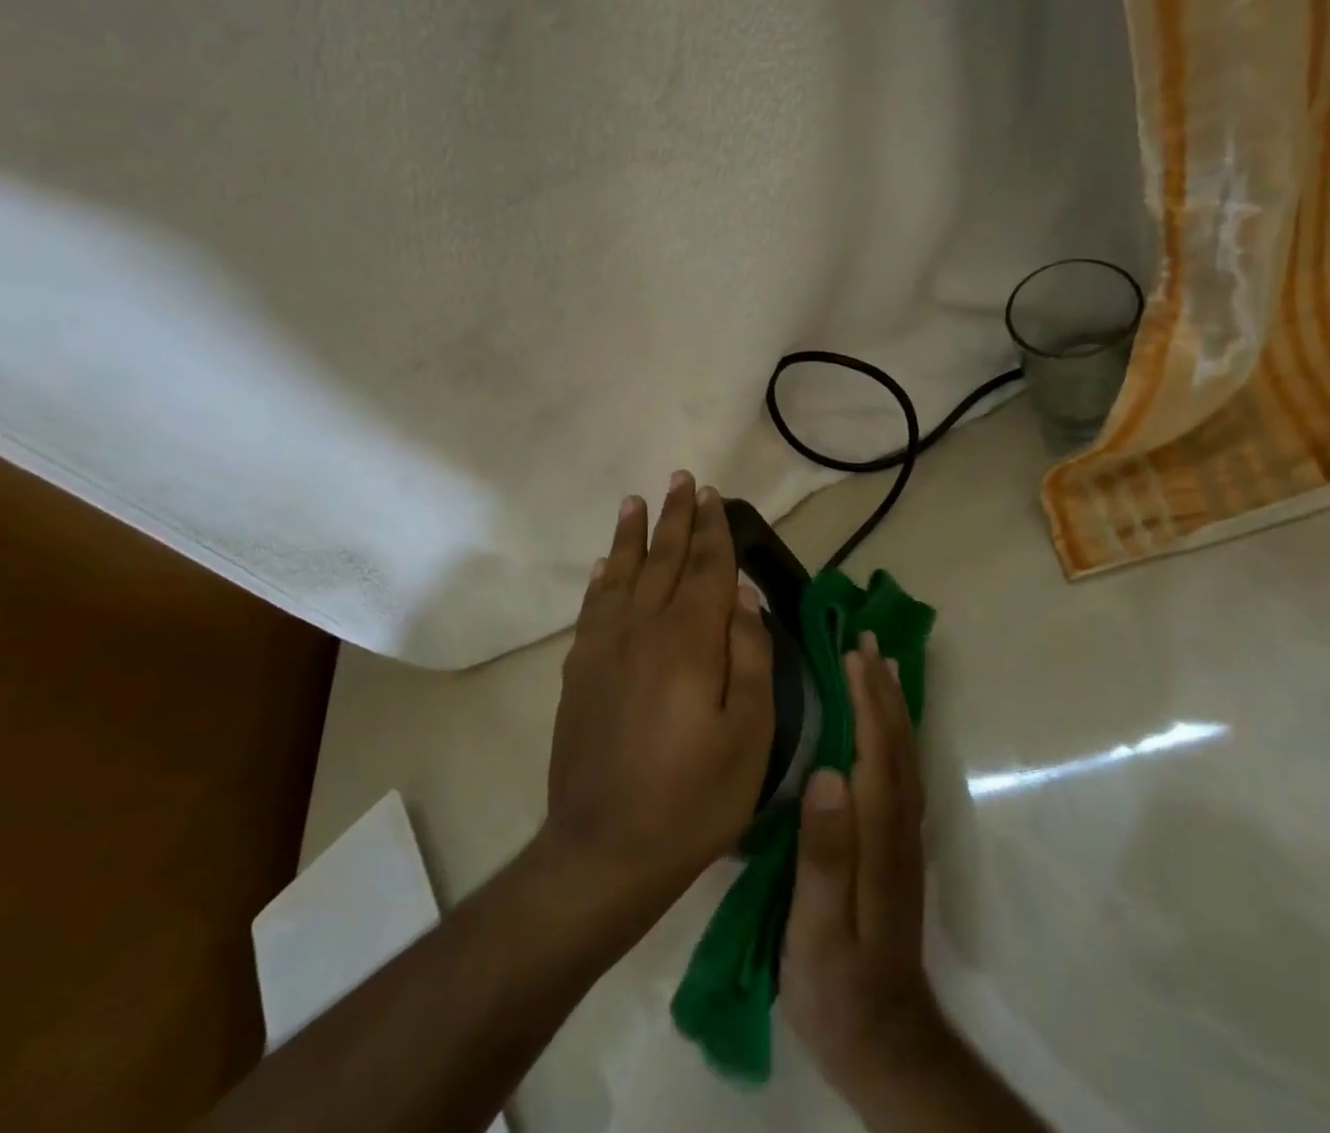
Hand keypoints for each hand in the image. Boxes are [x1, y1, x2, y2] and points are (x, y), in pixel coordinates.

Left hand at [542, 472, 774, 922]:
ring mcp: (604, 649)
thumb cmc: (693, 797)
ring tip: (636, 501)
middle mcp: (643, 629)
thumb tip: (744, 596)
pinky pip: (592, 608)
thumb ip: (750, 656)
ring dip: (631, 535)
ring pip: (621, 574)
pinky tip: (603, 566)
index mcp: (690, 640)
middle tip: (681, 480)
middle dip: (675, 518)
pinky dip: (600, 579)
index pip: (706, 568)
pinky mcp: (579, 672)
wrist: (605, 850)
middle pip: (663, 559)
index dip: (712, 529)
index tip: (712, 494)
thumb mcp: (749, 734)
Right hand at [782, 633, 950, 1096]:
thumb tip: (829, 773)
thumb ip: (824, 852)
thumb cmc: (835, 981)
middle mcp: (899, 824)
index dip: (867, 698)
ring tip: (882, 662)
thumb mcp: (816, 926)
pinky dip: (897, 731)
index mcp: (878, 833)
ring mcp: (904, 834)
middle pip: (897, 742)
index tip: (852, 652)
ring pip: (905, 752)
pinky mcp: (899, 845)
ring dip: (894, 702)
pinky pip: (902, 768)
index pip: (876, 749)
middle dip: (883, 686)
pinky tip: (887, 721)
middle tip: (867, 637)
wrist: (881, 1038)